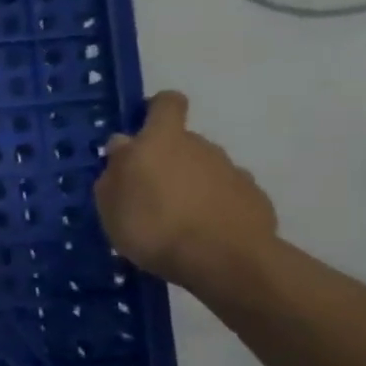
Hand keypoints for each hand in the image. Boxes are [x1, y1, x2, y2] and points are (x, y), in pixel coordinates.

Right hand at [93, 91, 278, 290]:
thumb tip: (124, 146)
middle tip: (148, 193)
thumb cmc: (153, 225)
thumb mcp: (110, 202)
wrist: (226, 262)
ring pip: (204, 170)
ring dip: (190, 186)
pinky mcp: (255, 199)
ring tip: (175, 221)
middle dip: (167, 160)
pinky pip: (226, 195)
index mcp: (162, 140)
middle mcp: (201, 146)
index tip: (143, 129)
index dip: (155, 110)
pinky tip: (202, 234)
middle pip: (183, 142)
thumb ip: (115, 169)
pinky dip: (214, 207)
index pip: (167, 103)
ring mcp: (233, 172)